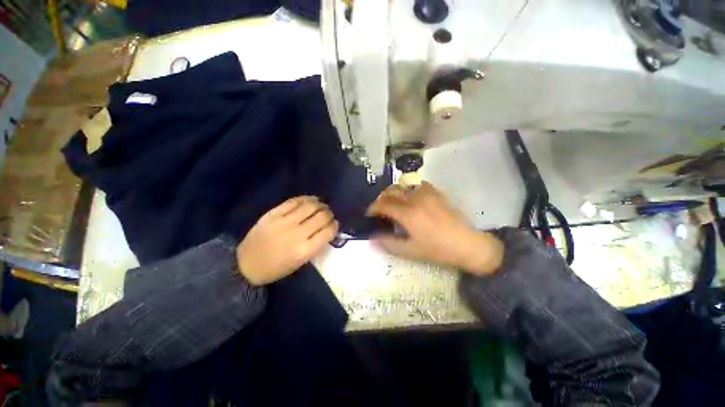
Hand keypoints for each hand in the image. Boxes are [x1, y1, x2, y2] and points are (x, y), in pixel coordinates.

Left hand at [237, 196, 338, 284]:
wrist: (246, 265)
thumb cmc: (276, 268)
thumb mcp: (300, 263)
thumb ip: (316, 245)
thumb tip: (328, 229)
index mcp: (305, 250)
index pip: (328, 231)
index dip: (335, 225)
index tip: (335, 224)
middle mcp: (297, 234)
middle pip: (322, 216)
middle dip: (329, 214)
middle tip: (329, 214)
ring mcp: (284, 221)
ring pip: (310, 206)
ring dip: (320, 204)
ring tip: (322, 205)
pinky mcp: (273, 213)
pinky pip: (294, 201)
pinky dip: (306, 199)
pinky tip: (311, 200)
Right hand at [367, 182, 503, 275]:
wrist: (467, 244)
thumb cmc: (437, 249)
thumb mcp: (410, 250)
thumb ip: (388, 243)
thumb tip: (372, 238)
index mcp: (408, 213)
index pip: (384, 204)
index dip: (373, 208)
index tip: (369, 214)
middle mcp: (416, 199)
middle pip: (391, 191)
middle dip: (381, 198)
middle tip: (380, 209)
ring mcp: (428, 193)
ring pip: (404, 185)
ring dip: (394, 192)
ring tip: (394, 203)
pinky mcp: (437, 193)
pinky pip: (418, 185)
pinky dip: (409, 189)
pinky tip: (411, 199)